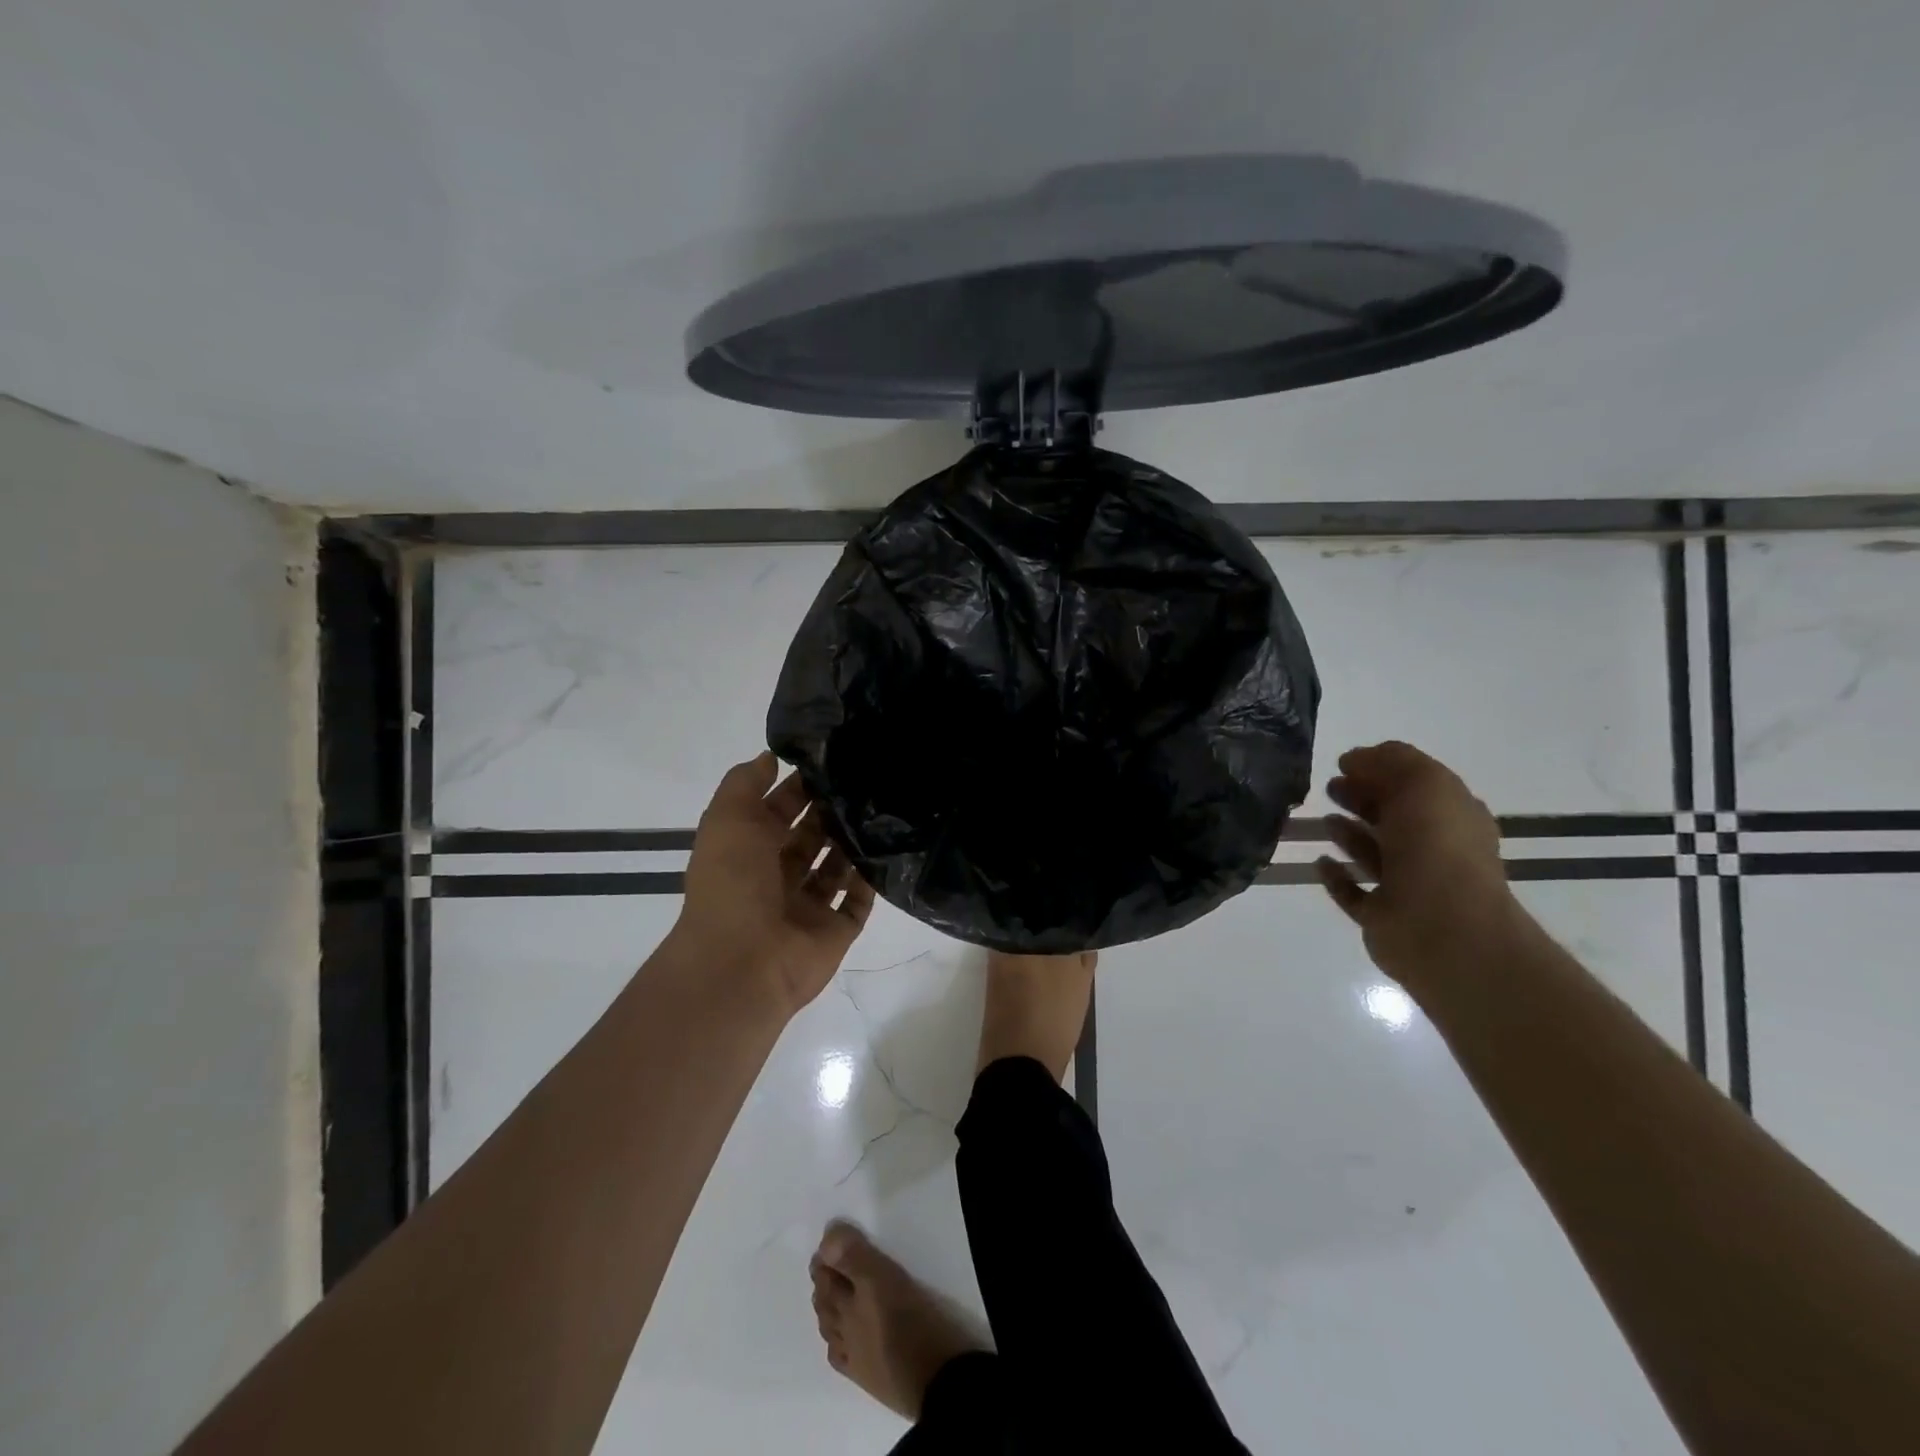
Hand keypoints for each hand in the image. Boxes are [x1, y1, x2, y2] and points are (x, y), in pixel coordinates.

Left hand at [674, 752, 875, 1017]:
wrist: (743, 962)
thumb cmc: (732, 883)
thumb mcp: (727, 819)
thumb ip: (745, 783)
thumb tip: (771, 757)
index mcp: (748, 850)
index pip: (779, 810)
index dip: (800, 787)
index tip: (833, 761)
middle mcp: (778, 876)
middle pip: (811, 837)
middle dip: (832, 812)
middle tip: (868, 782)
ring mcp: (808, 905)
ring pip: (837, 866)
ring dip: (853, 842)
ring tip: (884, 810)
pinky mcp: (835, 930)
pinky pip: (859, 901)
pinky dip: (871, 880)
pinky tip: (889, 850)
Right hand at [1314, 741, 1518, 995]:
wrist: (1442, 928)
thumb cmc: (1437, 848)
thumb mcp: (1423, 783)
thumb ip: (1391, 762)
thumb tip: (1354, 759)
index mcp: (1452, 817)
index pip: (1416, 785)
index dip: (1382, 769)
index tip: (1344, 762)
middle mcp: (1433, 849)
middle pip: (1393, 817)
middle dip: (1362, 797)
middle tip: (1330, 787)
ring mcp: (1407, 886)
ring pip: (1373, 853)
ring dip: (1349, 835)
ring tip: (1325, 820)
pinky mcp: (1380, 916)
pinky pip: (1353, 892)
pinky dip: (1336, 877)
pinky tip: (1320, 861)